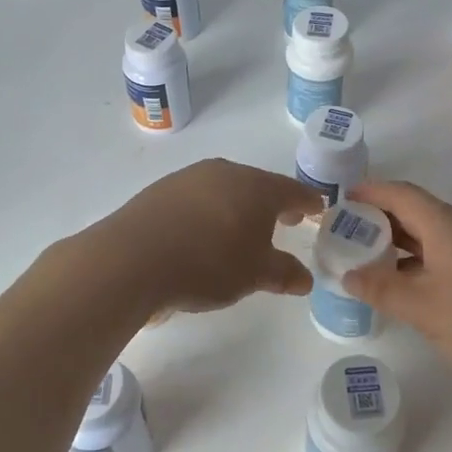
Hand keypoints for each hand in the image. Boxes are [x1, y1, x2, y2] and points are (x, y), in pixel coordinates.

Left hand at [101, 159, 320, 314]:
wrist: (132, 258)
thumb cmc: (207, 263)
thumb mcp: (254, 275)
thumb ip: (283, 273)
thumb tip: (305, 278)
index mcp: (256, 187)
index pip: (292, 191)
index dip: (308, 202)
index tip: (318, 209)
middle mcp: (225, 173)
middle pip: (258, 185)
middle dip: (273, 203)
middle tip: (286, 219)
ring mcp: (189, 178)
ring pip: (226, 189)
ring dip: (239, 206)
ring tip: (242, 230)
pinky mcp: (161, 190)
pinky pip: (198, 198)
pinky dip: (209, 212)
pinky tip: (203, 233)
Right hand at [341, 180, 451, 389]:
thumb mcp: (422, 308)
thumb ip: (382, 289)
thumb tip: (349, 275)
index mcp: (446, 225)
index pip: (400, 194)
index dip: (370, 192)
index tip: (343, 201)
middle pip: (418, 213)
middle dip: (382, 221)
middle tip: (350, 237)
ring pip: (436, 237)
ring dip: (404, 246)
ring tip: (375, 265)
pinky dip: (425, 262)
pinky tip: (417, 289)